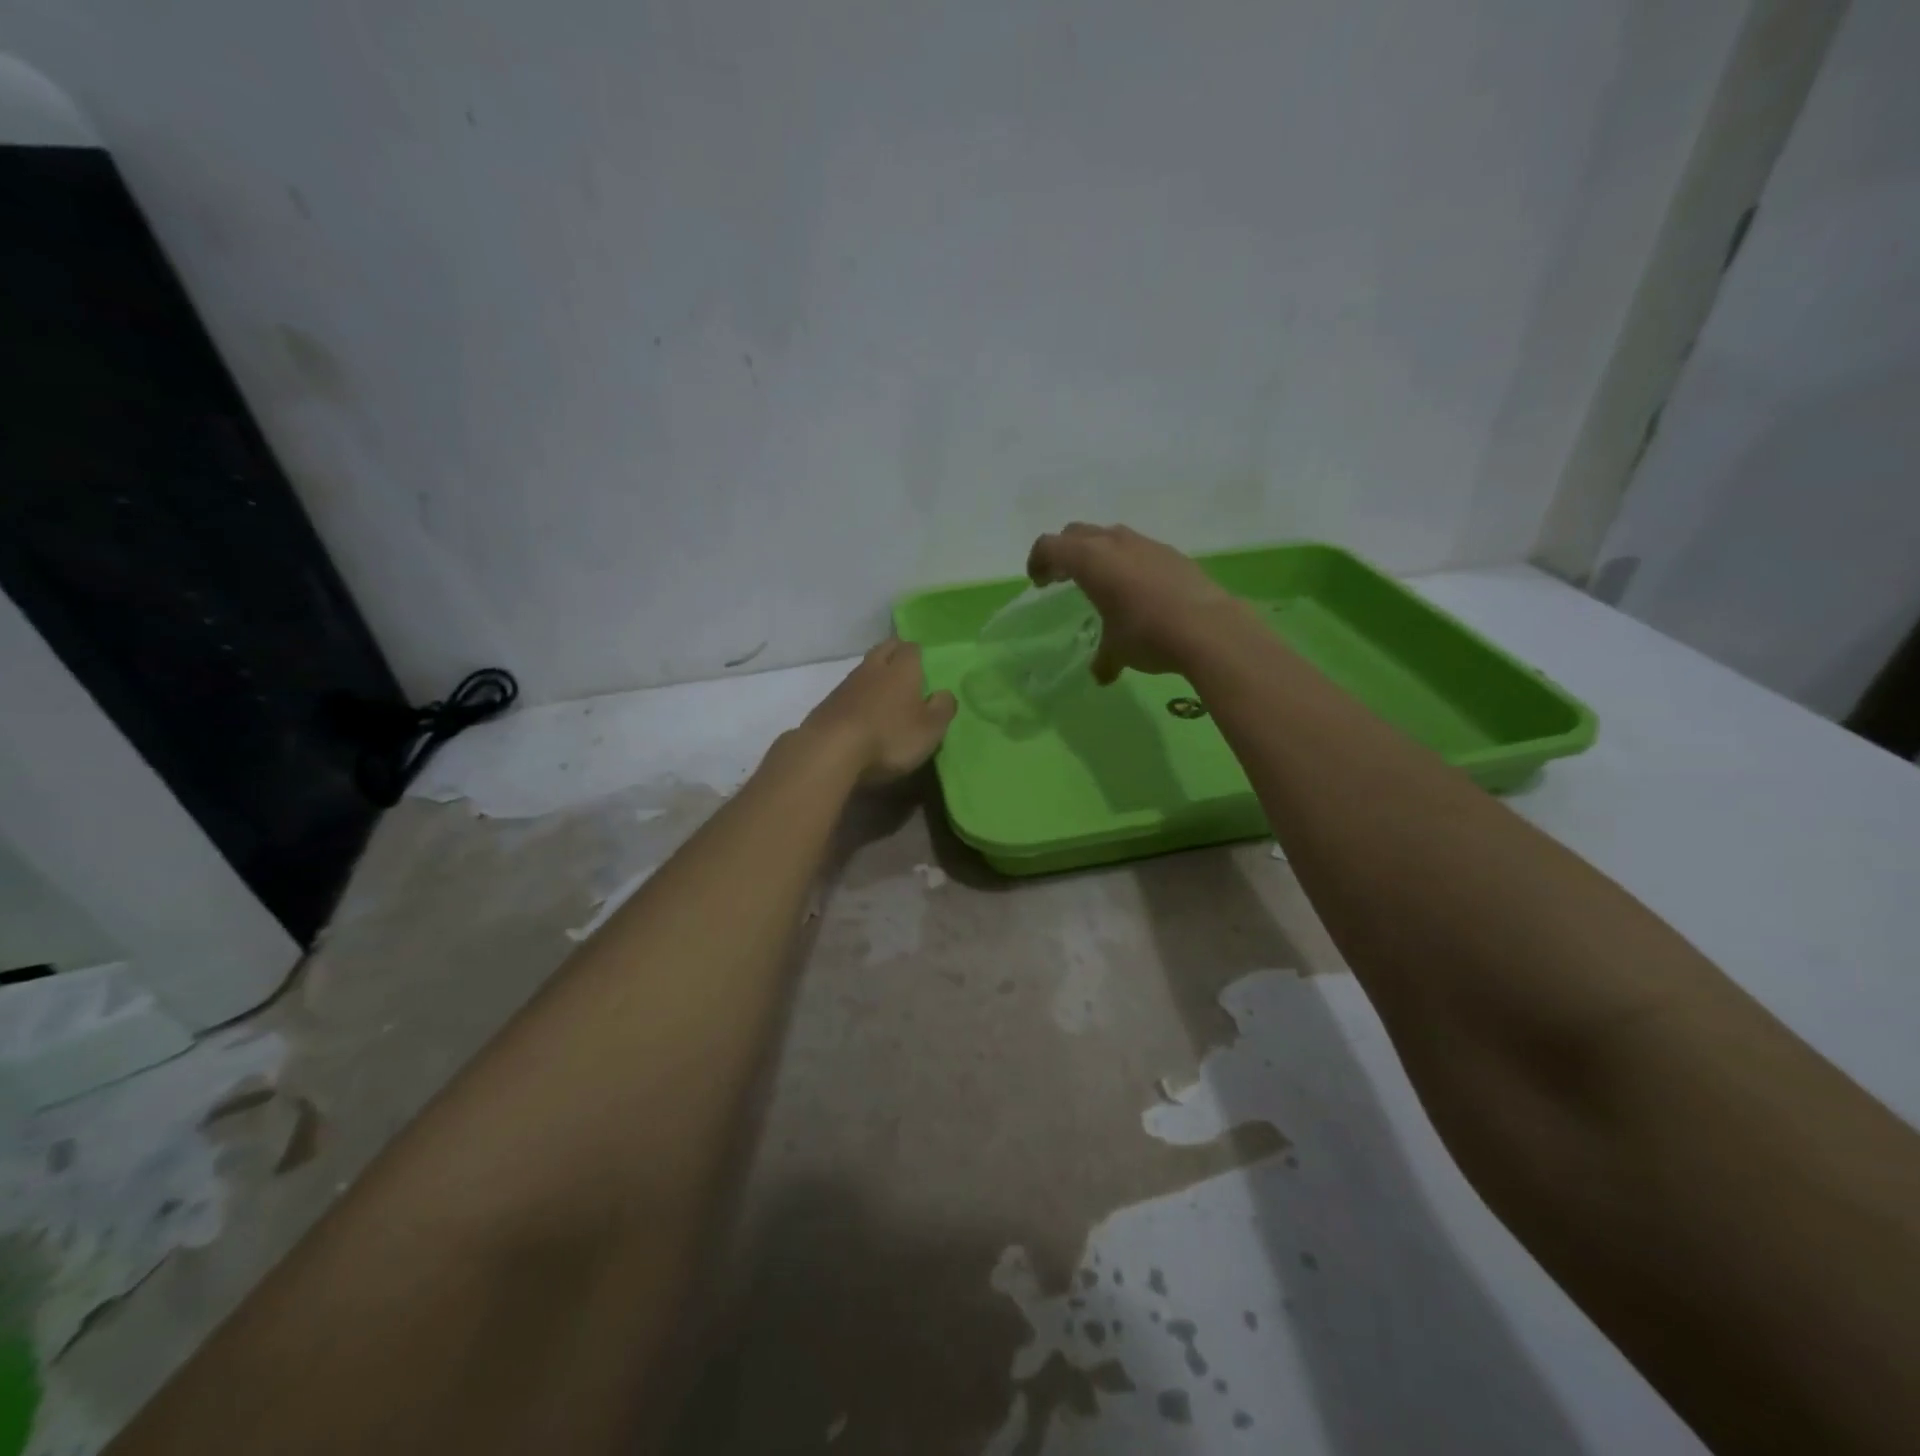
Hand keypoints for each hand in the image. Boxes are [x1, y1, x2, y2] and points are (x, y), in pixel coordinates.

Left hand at [799, 639, 957, 783]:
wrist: (831, 751)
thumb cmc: (890, 737)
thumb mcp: (930, 729)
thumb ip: (942, 709)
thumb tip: (945, 694)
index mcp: (902, 670)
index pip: (911, 648)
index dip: (918, 654)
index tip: (923, 664)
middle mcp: (873, 669)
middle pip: (884, 649)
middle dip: (894, 653)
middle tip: (903, 667)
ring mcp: (846, 685)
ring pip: (864, 669)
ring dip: (873, 675)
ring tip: (882, 692)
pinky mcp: (827, 704)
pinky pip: (847, 692)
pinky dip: (856, 697)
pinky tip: (860, 713)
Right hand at [1027, 523, 1249, 683]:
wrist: (1209, 628)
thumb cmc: (1146, 634)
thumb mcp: (1117, 651)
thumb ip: (1104, 659)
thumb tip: (1101, 675)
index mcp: (1089, 560)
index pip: (1049, 546)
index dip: (1038, 562)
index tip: (1039, 582)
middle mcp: (1115, 543)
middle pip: (1077, 534)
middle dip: (1065, 552)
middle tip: (1063, 578)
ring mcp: (1147, 544)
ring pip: (1110, 536)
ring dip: (1098, 553)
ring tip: (1102, 582)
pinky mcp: (1173, 554)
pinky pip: (1139, 550)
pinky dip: (1128, 563)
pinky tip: (1138, 591)